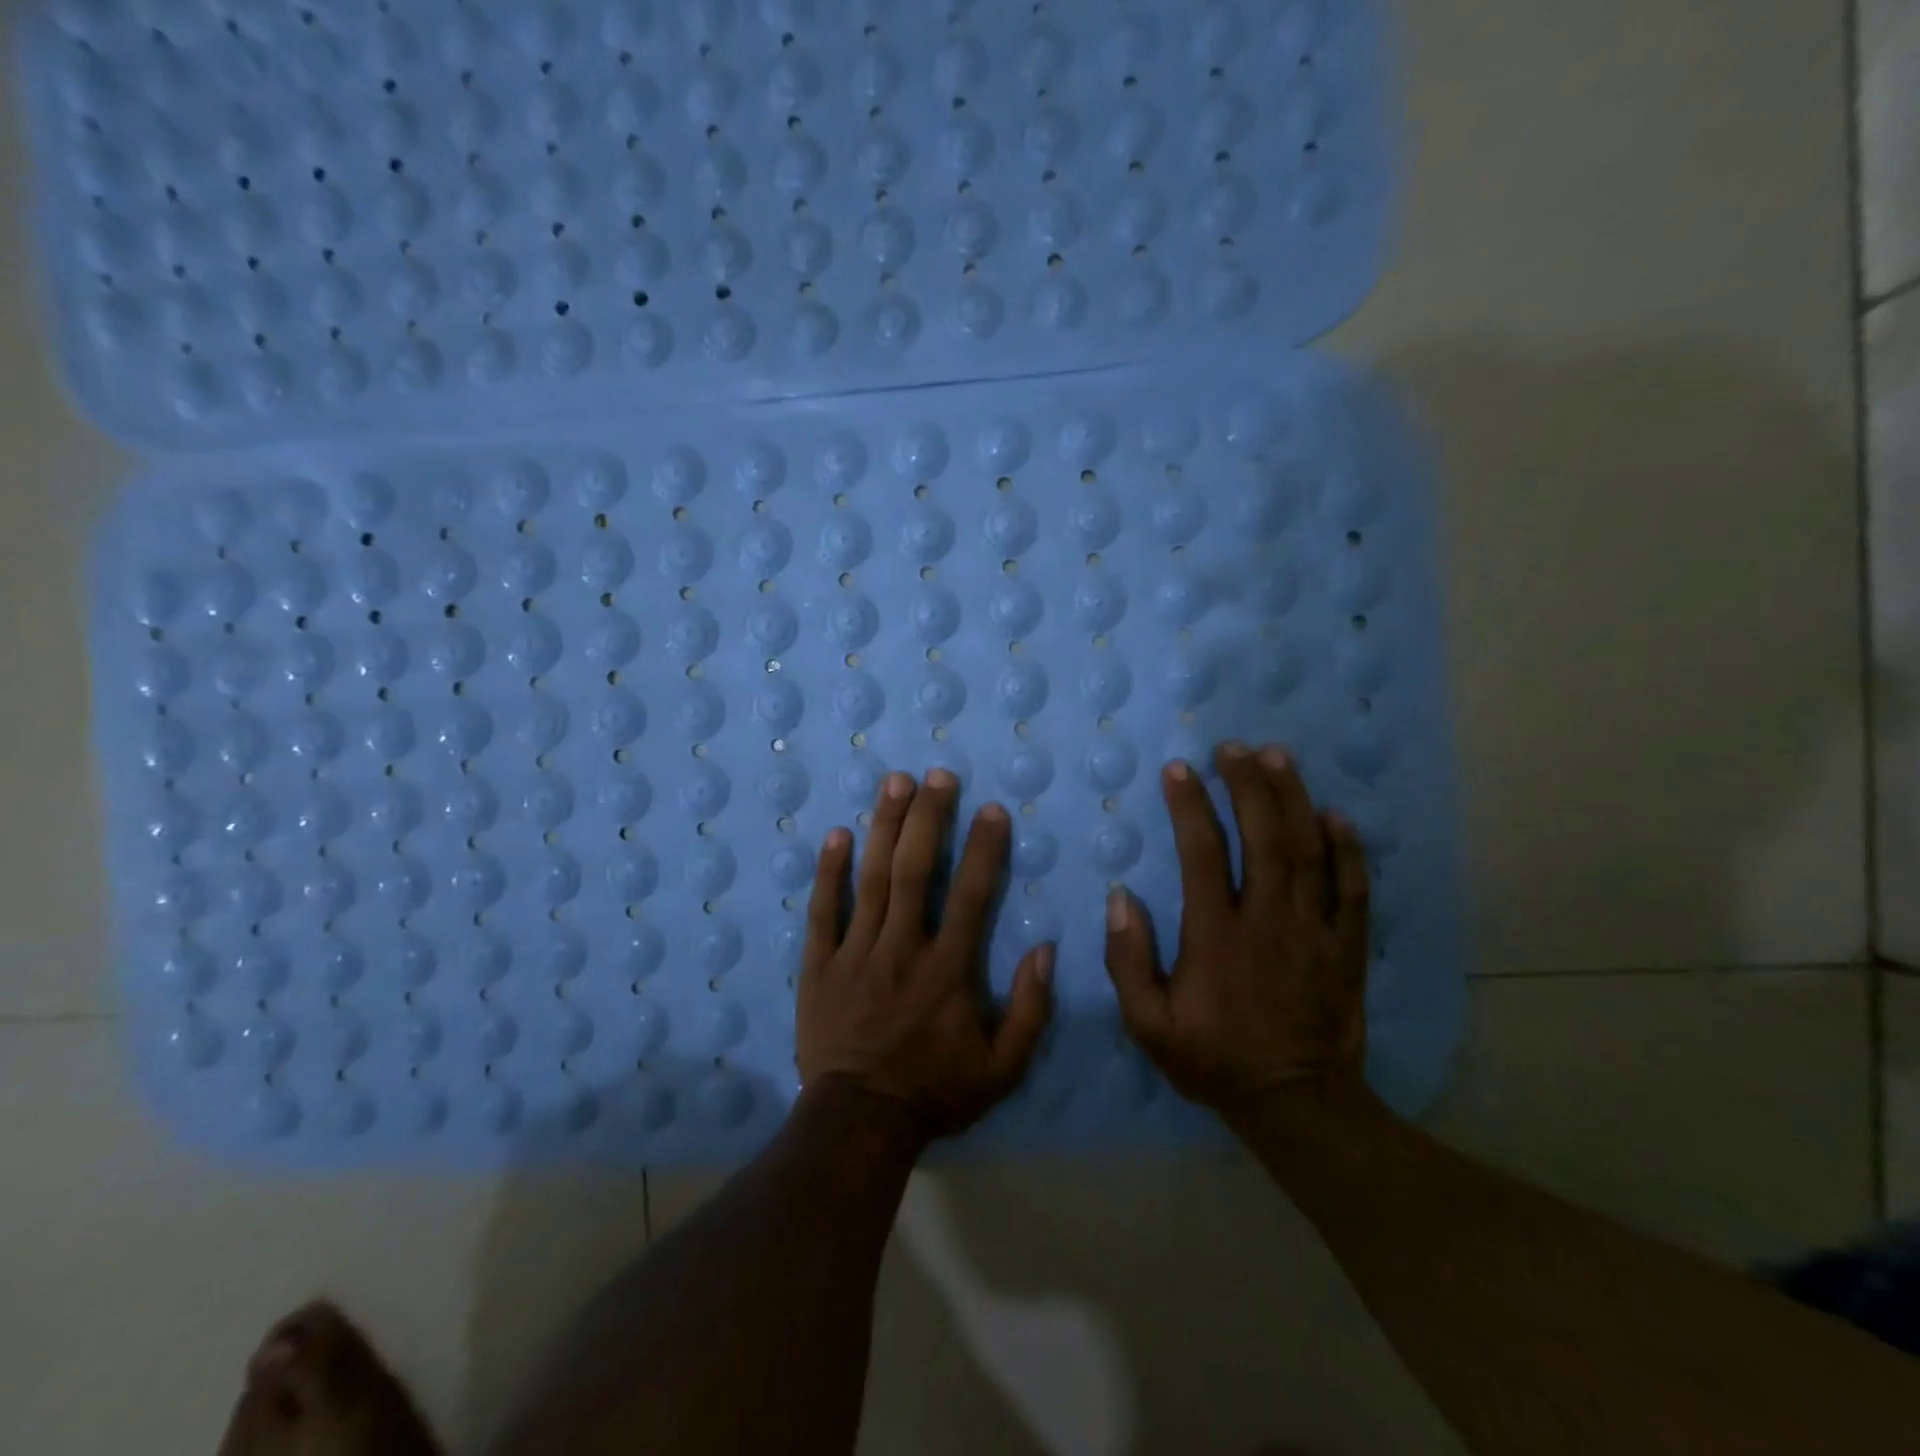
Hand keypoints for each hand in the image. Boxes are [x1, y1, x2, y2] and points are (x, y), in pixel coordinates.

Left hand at [798, 768, 1055, 1139]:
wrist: (859, 1123)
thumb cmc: (934, 1092)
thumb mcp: (1002, 1068)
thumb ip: (1030, 1010)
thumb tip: (1045, 948)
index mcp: (947, 970)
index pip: (971, 895)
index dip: (984, 848)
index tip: (991, 809)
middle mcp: (902, 949)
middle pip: (915, 871)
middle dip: (928, 817)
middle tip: (936, 775)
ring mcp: (855, 953)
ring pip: (871, 879)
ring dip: (884, 827)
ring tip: (894, 782)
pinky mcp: (819, 965)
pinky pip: (823, 911)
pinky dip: (828, 872)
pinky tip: (836, 835)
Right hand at [1103, 742, 1370, 1116]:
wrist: (1297, 1104)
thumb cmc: (1214, 1059)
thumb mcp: (1148, 1025)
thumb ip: (1128, 962)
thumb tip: (1122, 899)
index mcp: (1216, 937)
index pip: (1203, 854)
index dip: (1191, 806)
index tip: (1179, 770)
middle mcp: (1268, 922)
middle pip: (1264, 838)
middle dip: (1248, 786)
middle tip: (1234, 748)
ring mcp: (1313, 932)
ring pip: (1309, 852)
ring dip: (1293, 799)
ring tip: (1278, 757)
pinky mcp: (1346, 946)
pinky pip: (1352, 889)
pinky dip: (1347, 849)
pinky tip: (1336, 816)